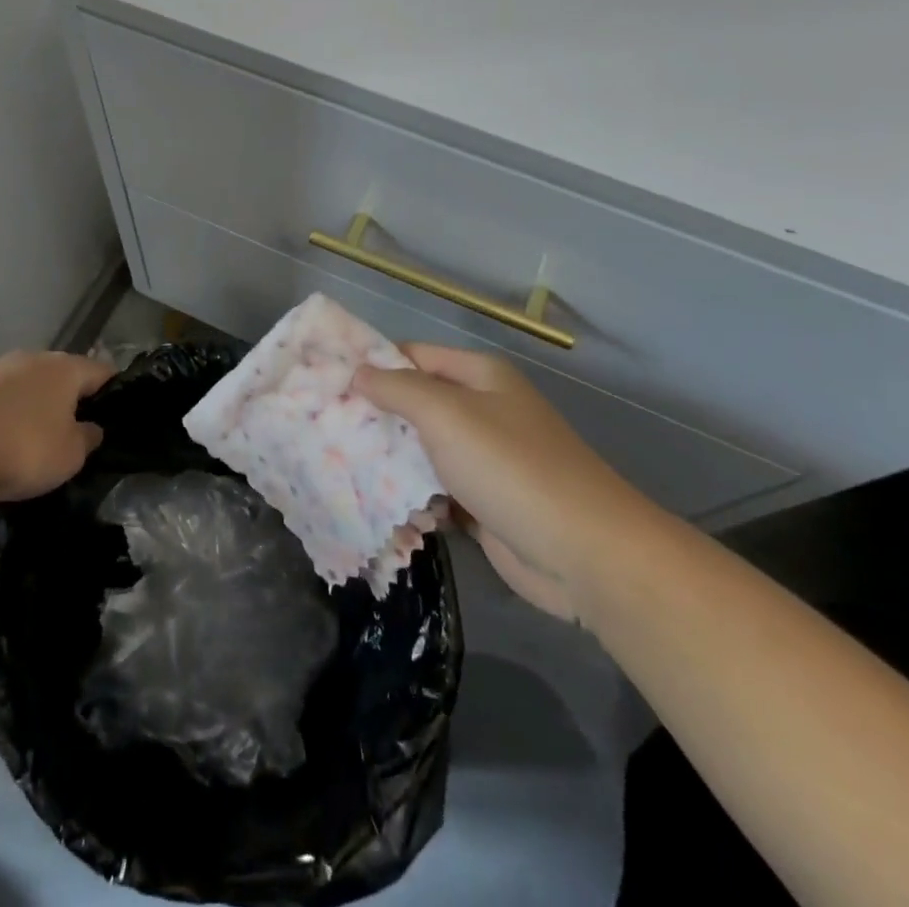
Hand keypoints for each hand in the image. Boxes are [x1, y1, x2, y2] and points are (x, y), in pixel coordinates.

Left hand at [0, 351, 111, 504]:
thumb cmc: (21, 447)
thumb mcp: (70, 455)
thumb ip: (87, 438)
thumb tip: (90, 428)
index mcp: (65, 370)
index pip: (103, 373)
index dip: (113, 395)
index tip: (114, 421)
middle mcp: (31, 362)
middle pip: (58, 387)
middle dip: (63, 416)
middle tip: (68, 450)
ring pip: (19, 406)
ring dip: (22, 433)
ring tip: (18, 477)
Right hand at [356, 345, 653, 621]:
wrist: (583, 553)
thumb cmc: (510, 467)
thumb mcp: (446, 415)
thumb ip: (398, 389)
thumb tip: (358, 372)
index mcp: (479, 376)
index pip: (413, 356)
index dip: (373, 364)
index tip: (327, 381)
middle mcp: (482, 410)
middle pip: (416, 404)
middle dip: (376, 417)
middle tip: (325, 430)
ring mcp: (484, 458)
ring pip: (423, 451)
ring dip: (390, 462)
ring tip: (341, 470)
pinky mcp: (483, 502)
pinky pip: (437, 491)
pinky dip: (414, 499)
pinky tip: (383, 510)